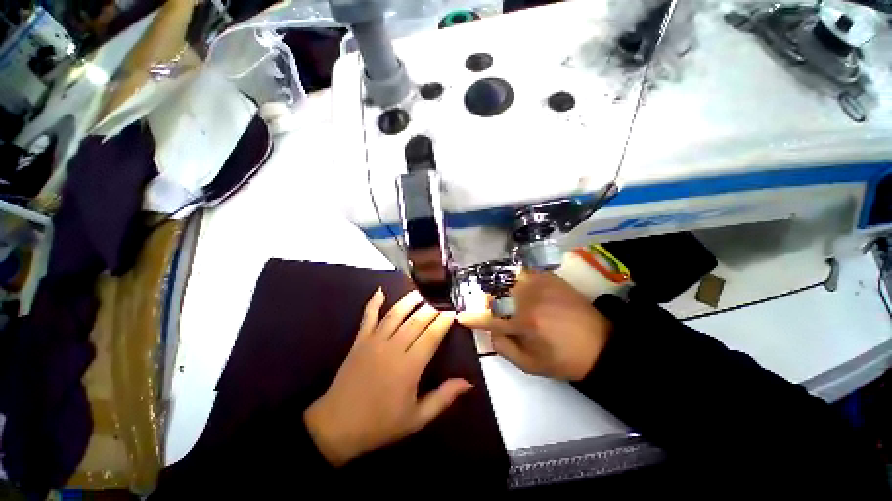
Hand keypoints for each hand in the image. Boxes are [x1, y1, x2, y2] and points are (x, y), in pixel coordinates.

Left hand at [304, 289, 472, 465]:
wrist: (336, 427)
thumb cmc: (380, 424)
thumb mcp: (416, 418)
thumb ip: (443, 398)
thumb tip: (468, 383)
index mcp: (409, 367)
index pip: (431, 335)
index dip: (444, 321)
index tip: (453, 313)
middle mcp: (393, 348)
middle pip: (416, 320)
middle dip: (431, 309)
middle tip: (442, 302)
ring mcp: (374, 341)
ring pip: (396, 313)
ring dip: (409, 301)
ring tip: (421, 293)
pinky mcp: (359, 340)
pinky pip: (368, 316)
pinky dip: (374, 302)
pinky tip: (380, 291)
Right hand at [458, 271, 612, 380]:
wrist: (601, 344)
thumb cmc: (564, 359)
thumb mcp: (530, 365)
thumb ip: (503, 347)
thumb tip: (489, 330)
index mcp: (526, 323)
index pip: (490, 319)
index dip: (473, 318)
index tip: (461, 317)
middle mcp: (530, 298)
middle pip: (496, 295)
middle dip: (489, 304)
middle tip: (491, 311)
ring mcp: (540, 283)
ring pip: (507, 281)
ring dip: (501, 290)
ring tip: (504, 299)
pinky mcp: (549, 276)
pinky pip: (524, 273)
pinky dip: (515, 279)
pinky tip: (518, 287)